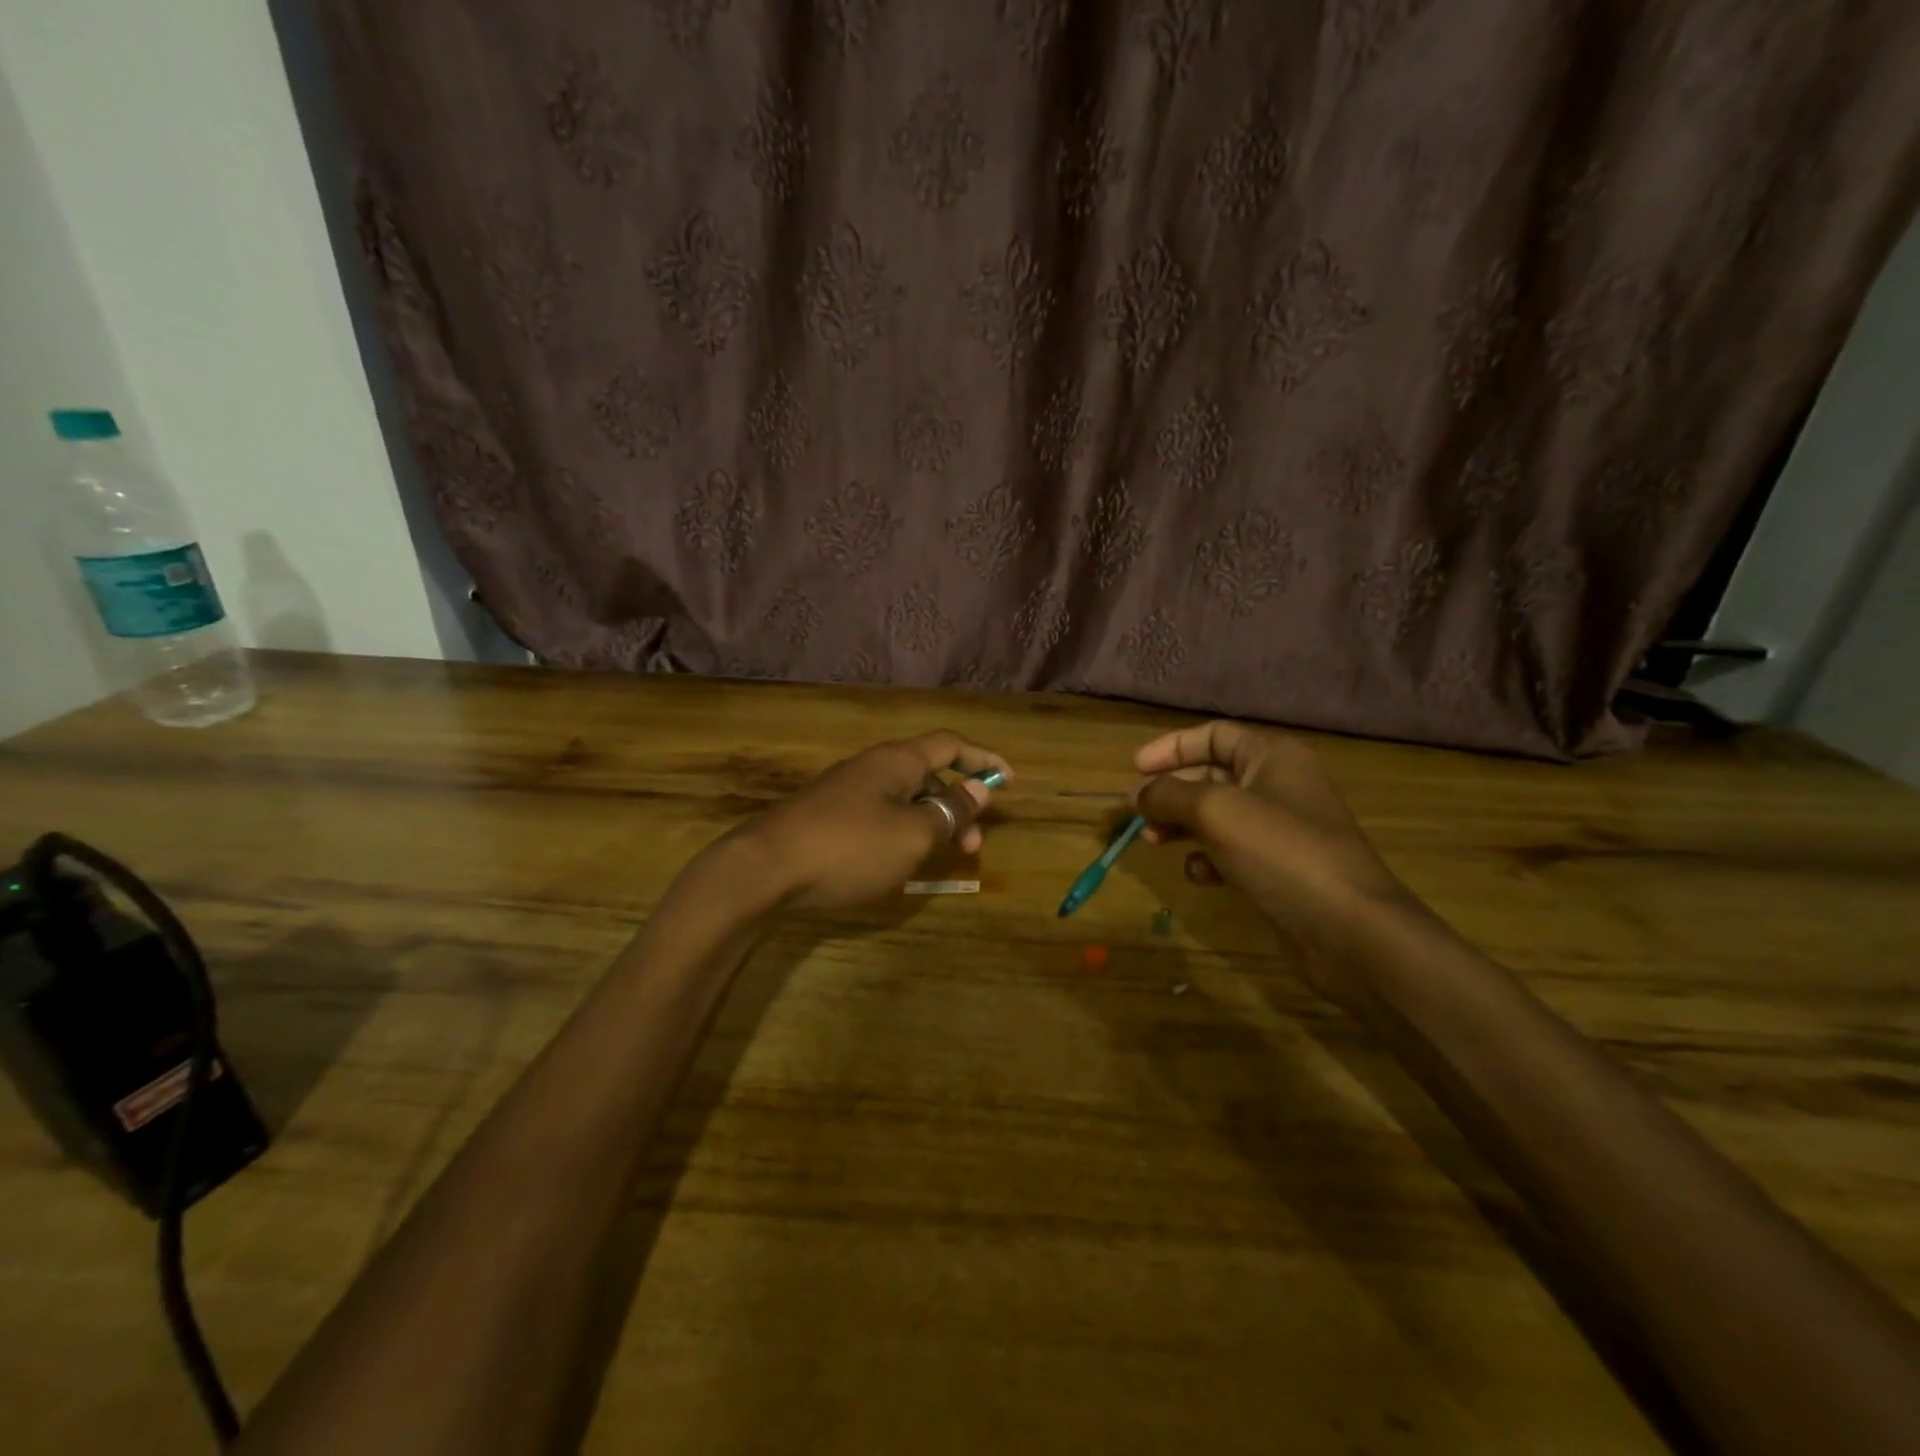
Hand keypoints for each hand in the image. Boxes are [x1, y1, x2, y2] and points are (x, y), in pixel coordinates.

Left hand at [738, 730, 1011, 909]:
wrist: (764, 869)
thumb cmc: (850, 847)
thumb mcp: (912, 834)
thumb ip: (949, 812)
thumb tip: (978, 790)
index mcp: (896, 761)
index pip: (951, 744)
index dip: (984, 758)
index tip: (1009, 780)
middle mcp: (872, 768)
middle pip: (928, 774)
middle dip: (958, 806)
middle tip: (973, 846)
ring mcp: (846, 792)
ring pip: (903, 800)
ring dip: (930, 824)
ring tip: (940, 860)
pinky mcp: (827, 818)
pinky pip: (879, 817)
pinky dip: (902, 833)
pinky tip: (899, 864)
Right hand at [1134, 722, 1413, 980]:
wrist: (1350, 929)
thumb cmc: (1281, 852)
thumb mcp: (1215, 811)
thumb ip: (1169, 795)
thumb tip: (1136, 794)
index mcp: (1272, 757)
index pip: (1214, 736)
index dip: (1171, 748)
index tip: (1134, 770)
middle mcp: (1279, 785)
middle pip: (1211, 777)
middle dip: (1171, 793)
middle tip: (1137, 814)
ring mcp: (1281, 830)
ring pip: (1217, 817)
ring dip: (1182, 826)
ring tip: (1153, 842)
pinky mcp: (1279, 868)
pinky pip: (1232, 852)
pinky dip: (1209, 859)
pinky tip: (1200, 876)